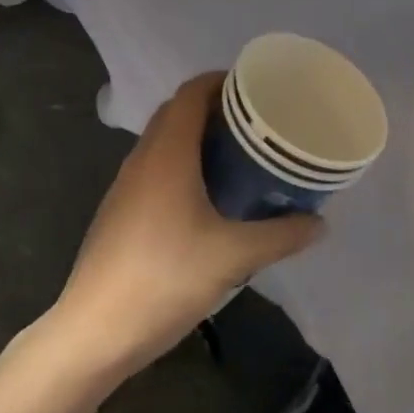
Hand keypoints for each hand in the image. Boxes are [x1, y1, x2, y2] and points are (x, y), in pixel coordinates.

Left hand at [54, 73, 324, 370]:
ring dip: (196, 137)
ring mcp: (125, 185)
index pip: (191, 92)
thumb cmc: (164, 279)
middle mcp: (142, 158)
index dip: (221, 81)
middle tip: (255, 123)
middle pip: (177, 112)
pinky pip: (154, 168)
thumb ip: (280, 236)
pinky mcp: (119, 211)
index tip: (255, 88)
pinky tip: (206, 198)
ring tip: (237, 156)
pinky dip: (181, 164)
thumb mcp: (233, 257)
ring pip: (163, 141)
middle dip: (214, 108)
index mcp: (167, 153)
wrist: (94, 331)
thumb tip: (319, 224)